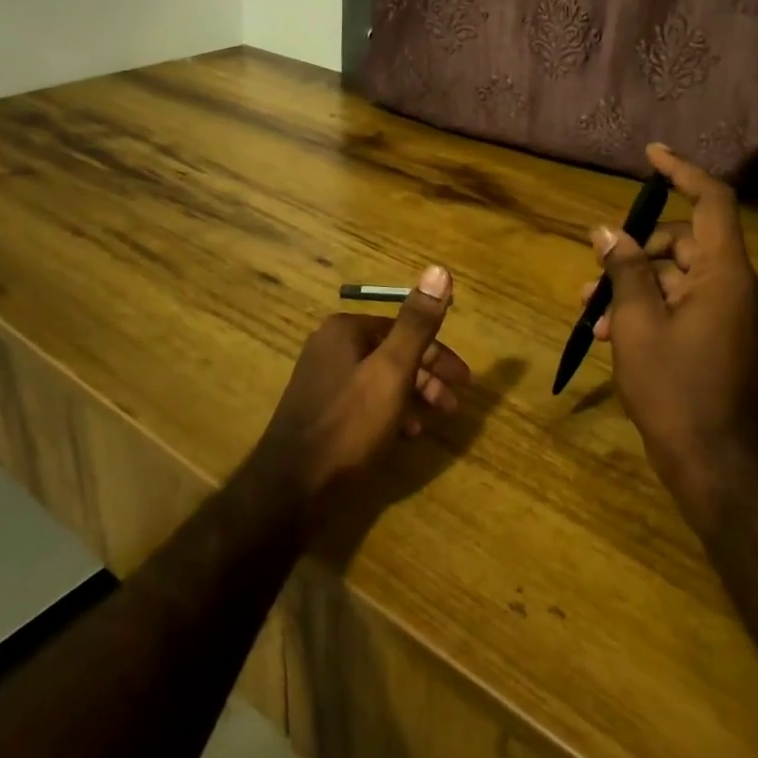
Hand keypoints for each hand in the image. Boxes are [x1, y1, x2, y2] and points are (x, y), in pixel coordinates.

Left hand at [249, 265, 471, 507]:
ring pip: (380, 378)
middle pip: (392, 353)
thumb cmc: (349, 425)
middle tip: (453, 406)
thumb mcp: (392, 372)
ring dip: (412, 396)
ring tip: (431, 423)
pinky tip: (402, 436)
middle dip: (427, 377)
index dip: (439, 354)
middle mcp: (330, 346)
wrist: (292, 488)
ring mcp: (321, 380)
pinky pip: (364, 401)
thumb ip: (417, 323)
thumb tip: (440, 269)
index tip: (465, 381)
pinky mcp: (320, 410)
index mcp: (345, 330)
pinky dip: (389, 412)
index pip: (404, 329)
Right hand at [580, 145, 757, 503]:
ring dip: (632, 282)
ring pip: (674, 274)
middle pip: (683, 240)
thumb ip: (624, 270)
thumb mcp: (637, 322)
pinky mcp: (716, 334)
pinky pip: (679, 302)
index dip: (682, 172)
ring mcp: (727, 311)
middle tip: (595, 264)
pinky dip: (645, 307)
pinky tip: (605, 332)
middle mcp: (733, 284)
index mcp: (724, 273)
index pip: (711, 201)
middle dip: (635, 248)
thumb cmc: (674, 386)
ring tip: (587, 306)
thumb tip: (606, 230)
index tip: (651, 155)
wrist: (712, 459)